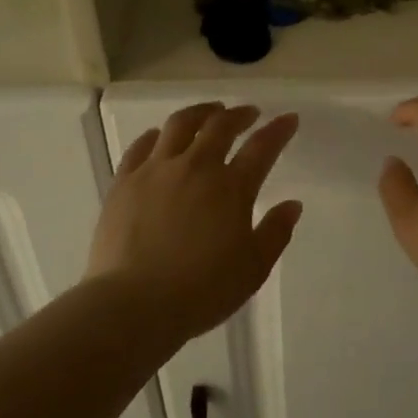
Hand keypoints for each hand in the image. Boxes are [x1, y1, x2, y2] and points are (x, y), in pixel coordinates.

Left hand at [88, 103, 303, 340]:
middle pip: (220, 126)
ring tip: (209, 113)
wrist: (134, 304)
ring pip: (179, 125)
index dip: (279, 130)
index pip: (262, 148)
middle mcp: (195, 167)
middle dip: (239, 114)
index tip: (289, 119)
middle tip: (249, 113)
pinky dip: (156, 136)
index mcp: (231, 188)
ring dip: (200, 113)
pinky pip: (141, 146)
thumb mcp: (253, 268)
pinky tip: (159, 137)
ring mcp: (155, 171)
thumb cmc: (202, 291)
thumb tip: (292, 204)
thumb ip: (275, 232)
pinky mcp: (124, 182)